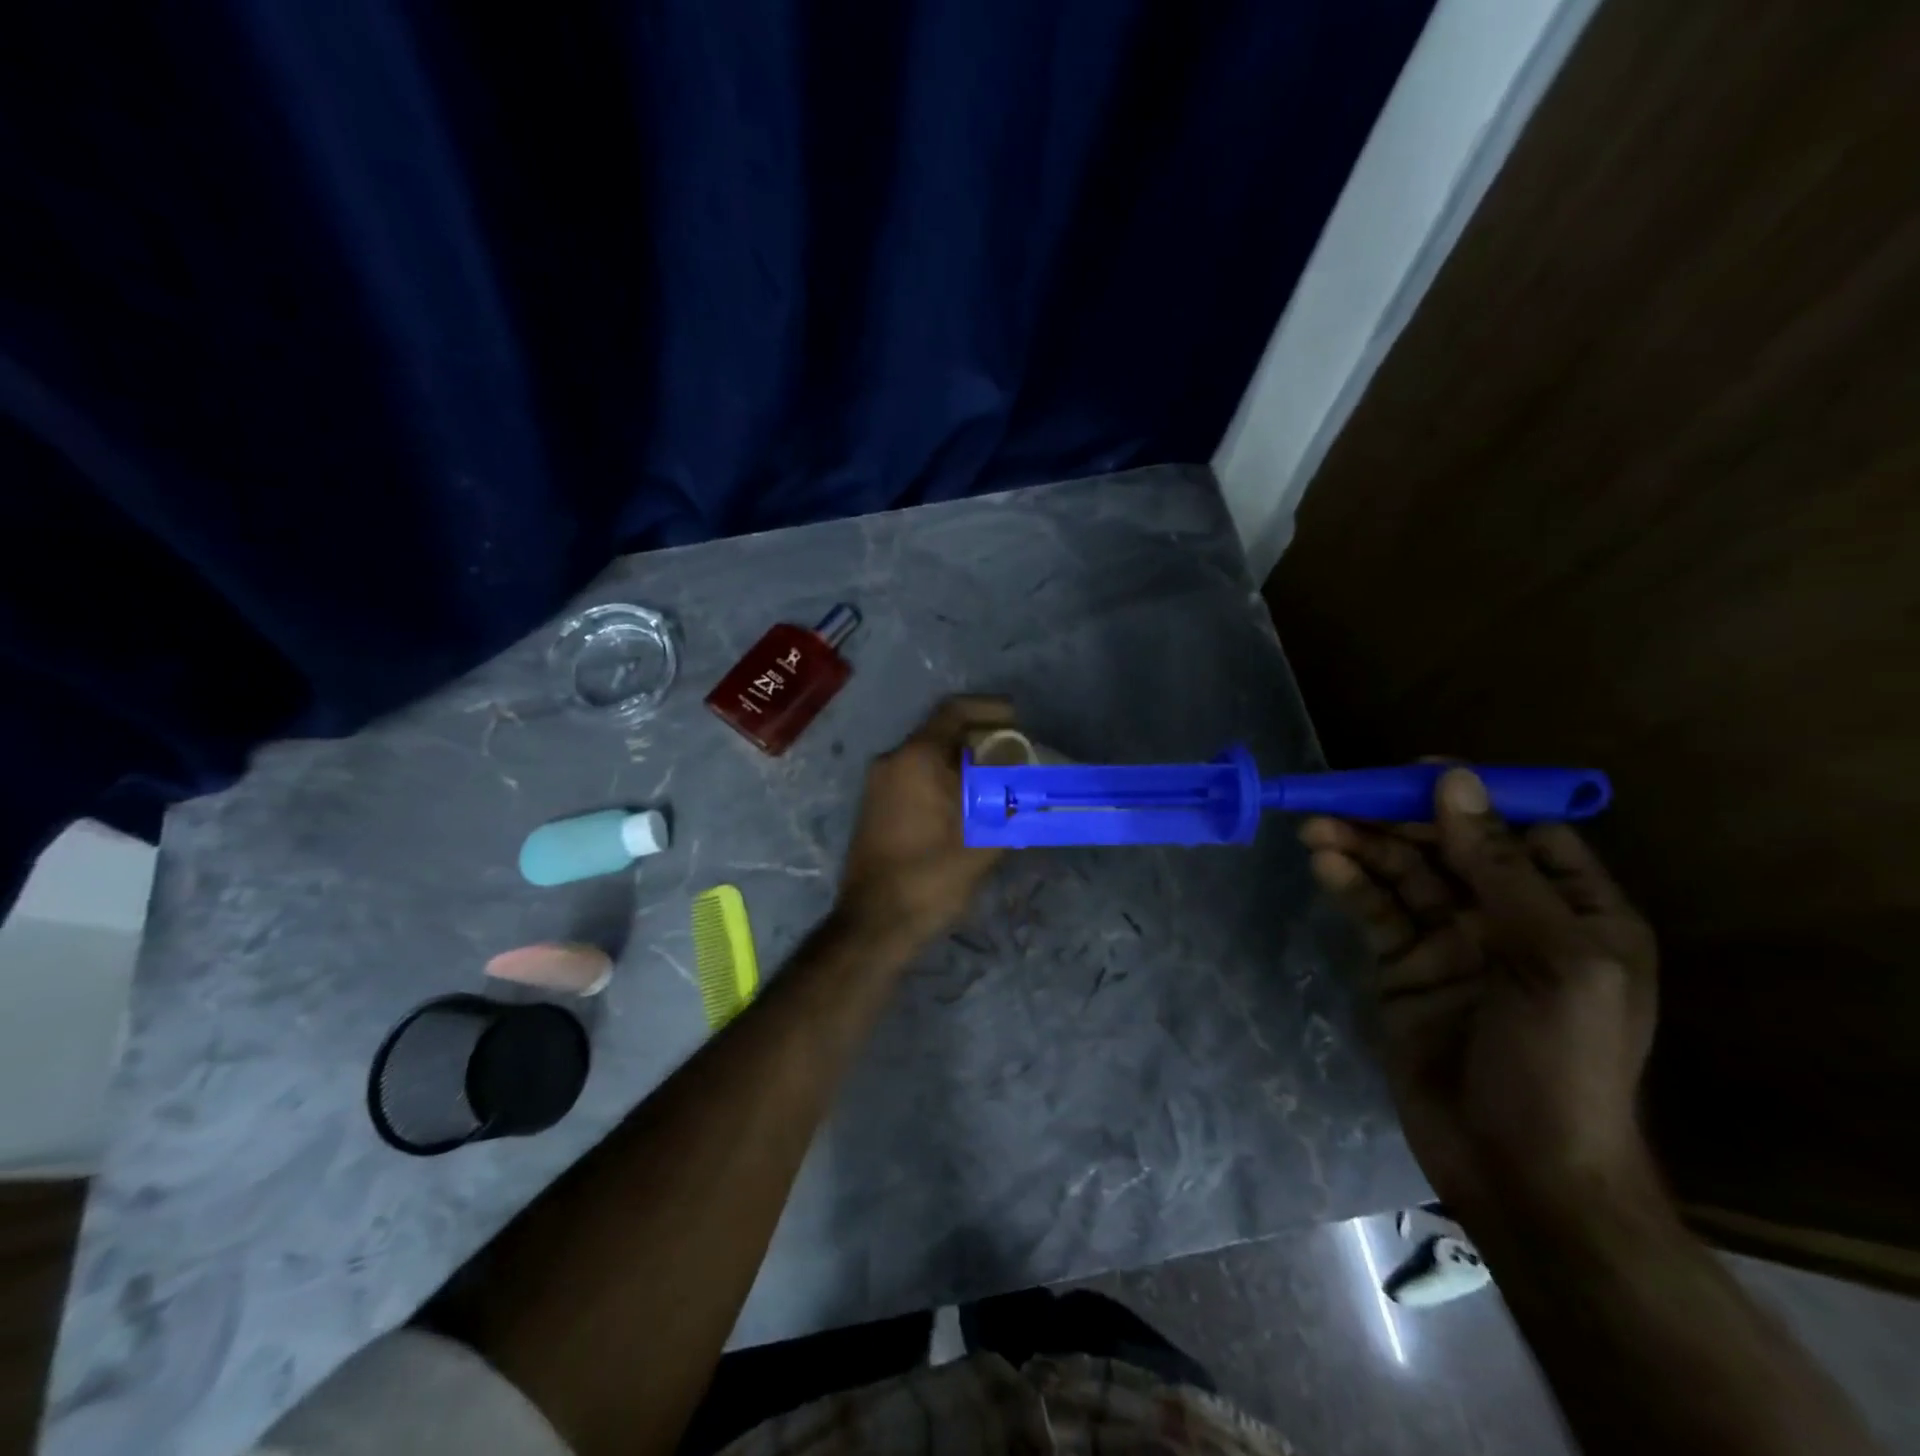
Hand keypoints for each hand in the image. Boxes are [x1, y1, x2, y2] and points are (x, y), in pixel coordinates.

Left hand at [835, 697, 1013, 947]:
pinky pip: (915, 776)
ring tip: (1000, 782)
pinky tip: (970, 804)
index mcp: (915, 759)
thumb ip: (1010, 801)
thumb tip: (1030, 776)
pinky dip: (945, 779)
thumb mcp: (981, 840)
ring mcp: (880, 784)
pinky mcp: (876, 806)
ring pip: (929, 756)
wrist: (873, 923)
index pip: (955, 711)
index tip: (1020, 721)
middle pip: (942, 731)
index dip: (990, 709)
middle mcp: (892, 761)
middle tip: (1017, 755)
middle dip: (982, 739)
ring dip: (964, 762)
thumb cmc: (929, 878)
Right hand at [1301, 768, 1659, 1220]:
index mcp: (1573, 912)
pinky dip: (1349, 884)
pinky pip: (1375, 912)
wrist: (1518, 1172)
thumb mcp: (1552, 959)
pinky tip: (1323, 864)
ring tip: (1315, 828)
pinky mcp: (1403, 968)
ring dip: (1361, 847)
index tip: (1414, 776)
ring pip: (1403, 876)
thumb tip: (1456, 781)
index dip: (1469, 800)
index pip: (1521, 831)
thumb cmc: (1559, 1063)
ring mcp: (1452, 943)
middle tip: (1341, 798)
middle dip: (1396, 821)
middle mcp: (1511, 919)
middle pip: (1448, 847)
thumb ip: (1500, 867)